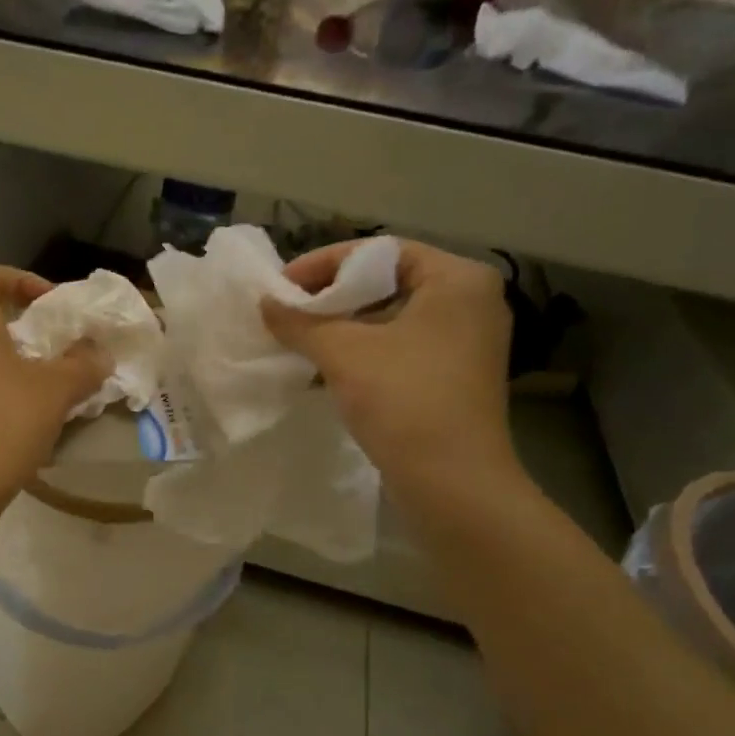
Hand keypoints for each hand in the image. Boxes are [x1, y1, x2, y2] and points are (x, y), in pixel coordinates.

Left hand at [0, 268, 110, 512]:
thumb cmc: (1, 425)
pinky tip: (18, 423)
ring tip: (43, 392)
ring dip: (9, 365)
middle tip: (56, 353)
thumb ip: (83, 365)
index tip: (54, 307)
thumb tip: (98, 354)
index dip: (25, 282)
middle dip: (23, 331)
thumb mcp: (55, 392)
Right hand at [261, 239, 521, 513]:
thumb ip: (300, 321)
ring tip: (297, 339)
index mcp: (456, 279)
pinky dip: (362, 351)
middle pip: (385, 282)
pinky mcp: (453, 376)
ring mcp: (464, 342)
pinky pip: (399, 347)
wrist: (453, 483)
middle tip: (287, 312)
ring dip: (341, 327)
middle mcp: (469, 302)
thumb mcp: (344, 353)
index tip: (281, 286)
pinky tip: (323, 367)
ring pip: (389, 317)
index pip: (379, 251)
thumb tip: (265, 303)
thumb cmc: (404, 402)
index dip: (323, 265)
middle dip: (330, 297)